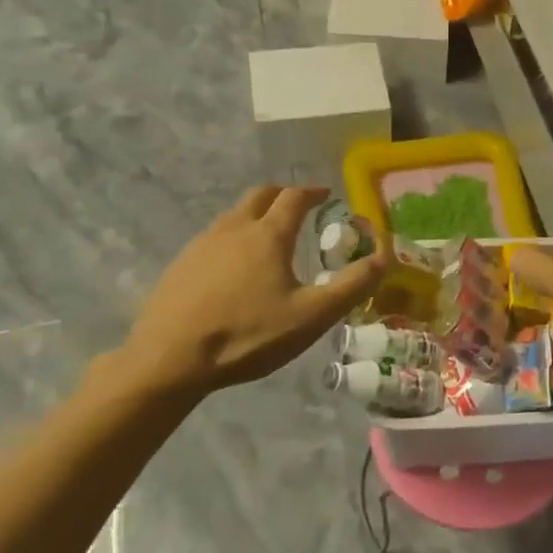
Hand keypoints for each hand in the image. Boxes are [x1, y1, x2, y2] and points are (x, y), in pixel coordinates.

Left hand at [118, 185, 386, 396]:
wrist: (168, 360)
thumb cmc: (247, 335)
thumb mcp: (311, 316)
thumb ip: (351, 286)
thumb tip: (384, 257)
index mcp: (268, 235)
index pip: (294, 197)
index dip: (313, 192)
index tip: (327, 195)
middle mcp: (233, 229)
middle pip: (260, 195)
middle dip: (283, 195)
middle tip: (299, 208)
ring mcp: (201, 244)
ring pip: (233, 215)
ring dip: (256, 215)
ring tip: (269, 238)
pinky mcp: (180, 265)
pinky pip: (214, 238)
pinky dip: (233, 238)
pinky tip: (235, 268)